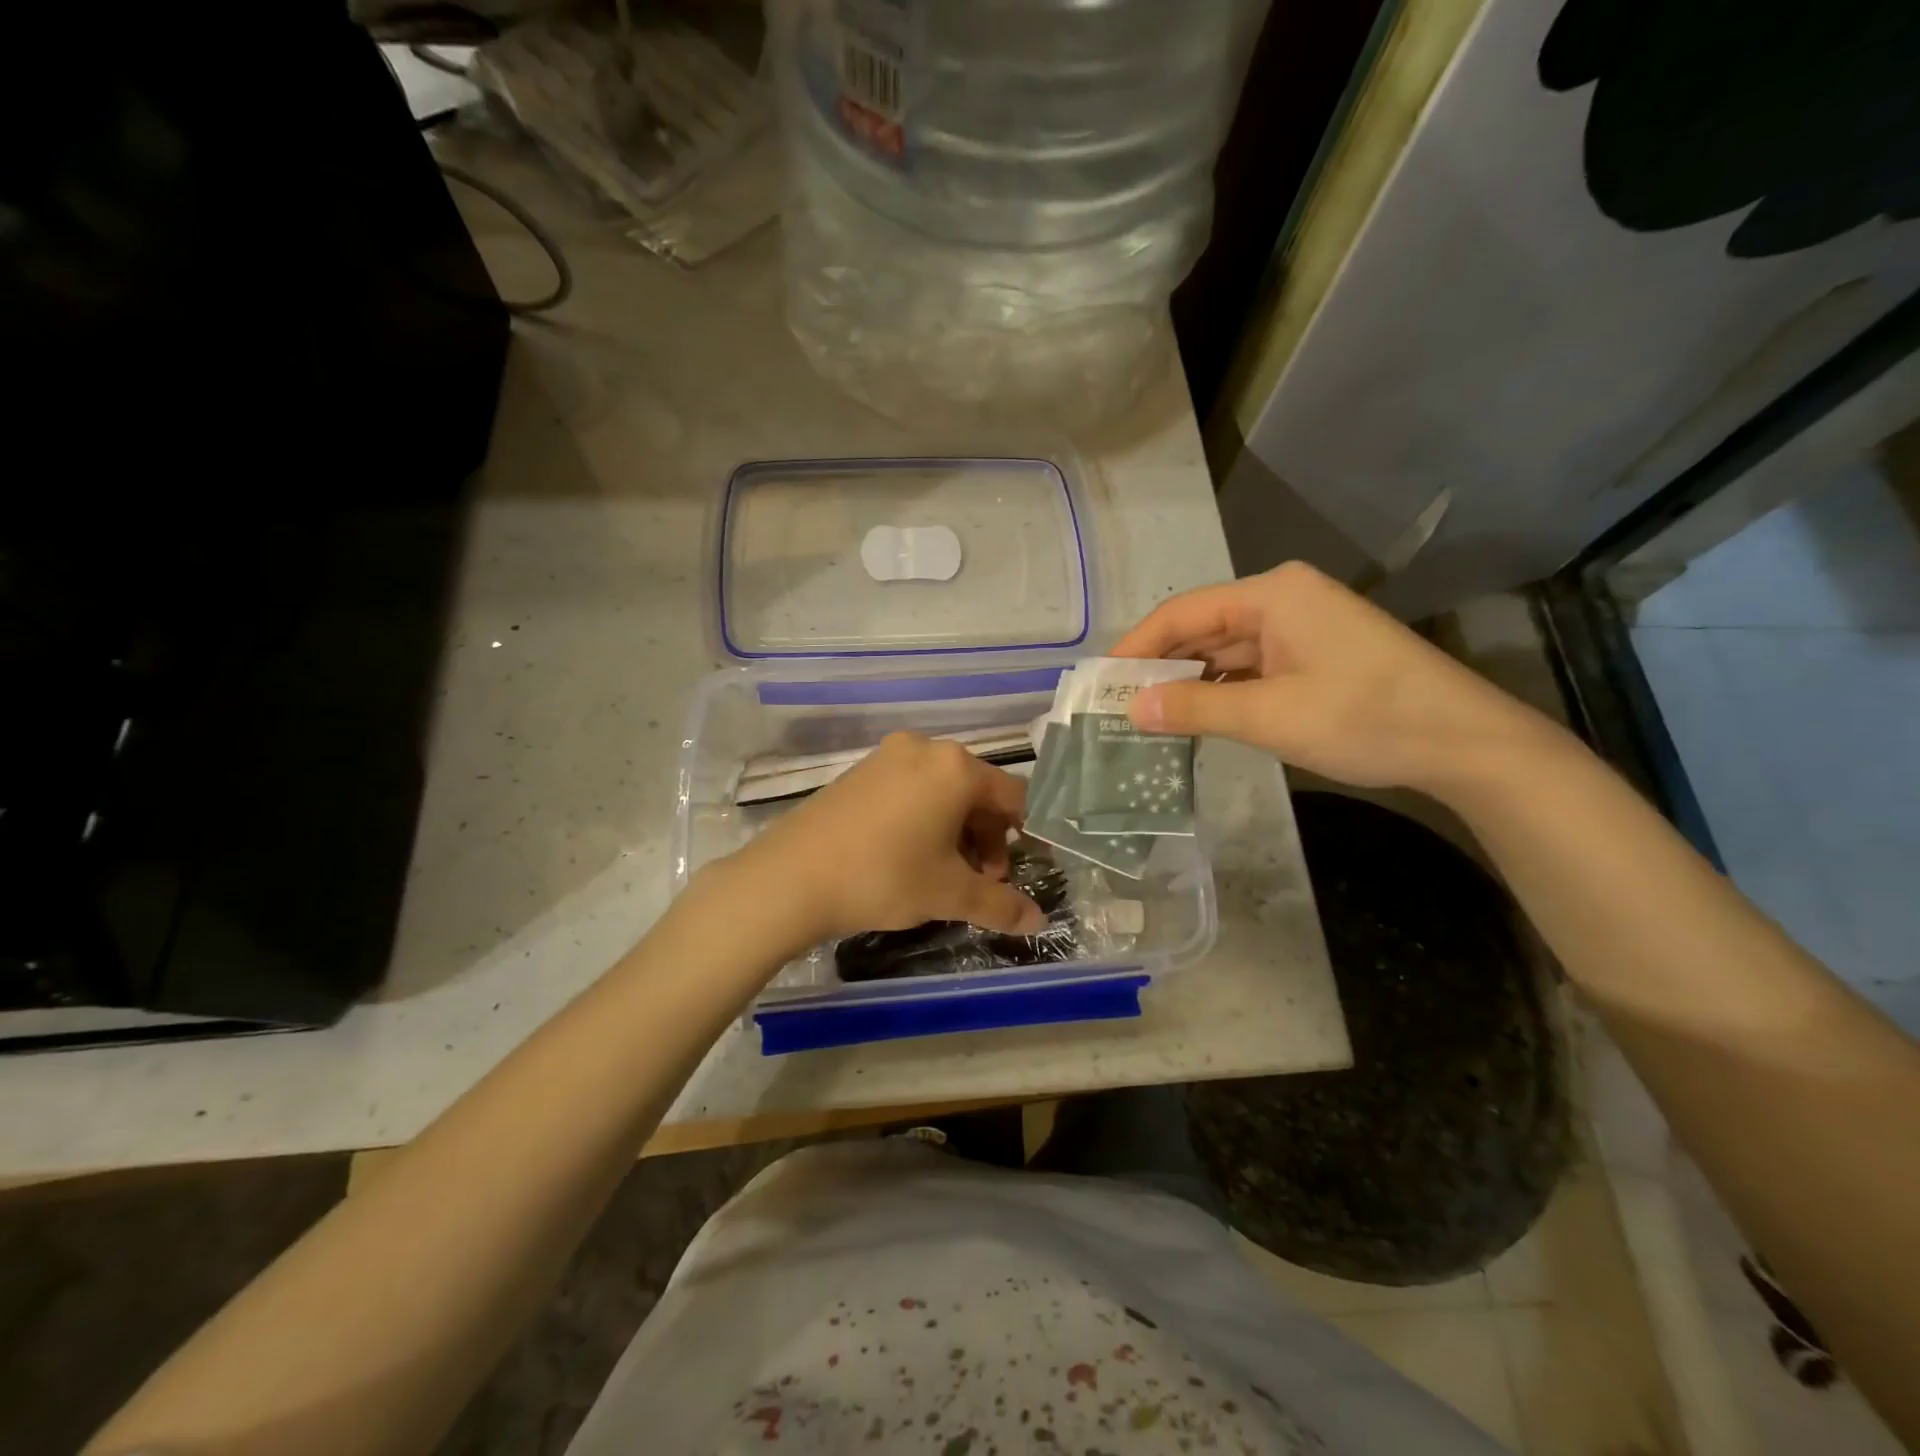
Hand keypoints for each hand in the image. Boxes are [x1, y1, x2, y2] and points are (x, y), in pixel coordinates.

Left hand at [726, 732, 1048, 943]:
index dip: (1022, 835)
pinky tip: (909, 855)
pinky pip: (909, 789)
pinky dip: (923, 818)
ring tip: (944, 873)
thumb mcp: (949, 894)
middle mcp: (925, 749)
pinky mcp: (859, 772)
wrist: (790, 877)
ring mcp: (887, 757)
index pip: (1012, 796)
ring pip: (941, 791)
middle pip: (976, 791)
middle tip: (979, 880)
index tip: (1013, 872)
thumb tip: (1038, 922)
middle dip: (986, 838)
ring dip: (956, 831)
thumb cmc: (884, 877)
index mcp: (956, 768)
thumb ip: (1000, 906)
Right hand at [1112, 561, 1554, 795]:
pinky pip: (1251, 666)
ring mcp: (1301, 627)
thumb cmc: (1365, 717)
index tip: (1101, 682)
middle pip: (1202, 628)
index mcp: (1271, 594)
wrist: (1464, 742)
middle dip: (1161, 666)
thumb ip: (1195, 708)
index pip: (1182, 612)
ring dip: (1190, 682)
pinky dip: (1222, 690)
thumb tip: (1131, 709)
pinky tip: (1196, 716)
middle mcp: (1282, 599)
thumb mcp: (1270, 716)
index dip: (1137, 647)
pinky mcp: (1314, 654)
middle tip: (1118, 705)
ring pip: (1226, 650)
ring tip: (1147, 717)